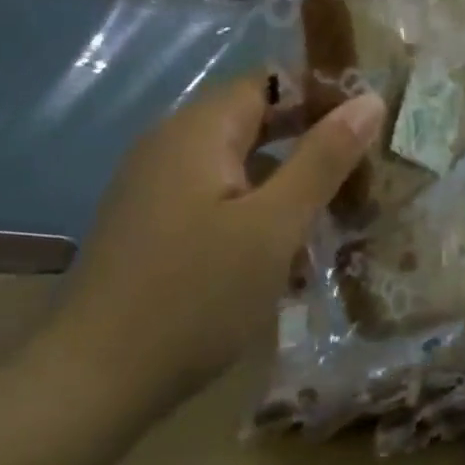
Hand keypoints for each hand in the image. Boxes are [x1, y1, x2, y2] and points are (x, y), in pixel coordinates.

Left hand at [57, 74, 384, 403]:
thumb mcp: (274, 225)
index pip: (271, 81)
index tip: (372, 124)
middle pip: (255, 120)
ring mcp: (157, 186)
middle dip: (311, 141)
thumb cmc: (195, 295)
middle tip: (365, 169)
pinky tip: (286, 249)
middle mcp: (171, 144)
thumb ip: (323, 158)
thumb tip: (369, 99)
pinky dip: (256, 208)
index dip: (323, 95)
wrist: (92, 383)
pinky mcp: (153, 225)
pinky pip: (217, 196)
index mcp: (198, 130)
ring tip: (337, 209)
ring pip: (238, 163)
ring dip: (287, 179)